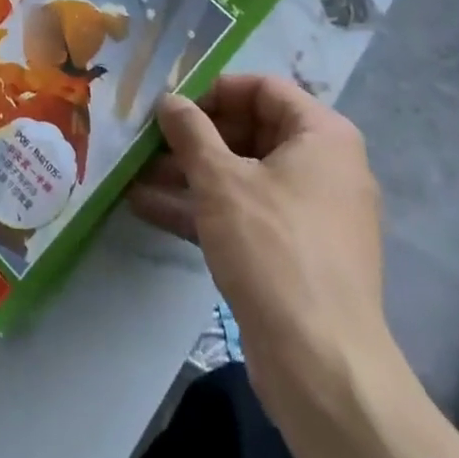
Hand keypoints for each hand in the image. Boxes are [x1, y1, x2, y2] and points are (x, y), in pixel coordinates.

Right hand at [129, 76, 394, 407]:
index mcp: (322, 135)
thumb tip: (168, 99)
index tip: (171, 104)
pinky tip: (148, 207)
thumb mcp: (221, 179)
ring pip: (241, 176)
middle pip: (249, 131)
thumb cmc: (274, 248)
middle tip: (146, 139)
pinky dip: (203, 209)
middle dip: (193, 137)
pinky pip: (244, 215)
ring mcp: (309, 214)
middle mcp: (323, 167)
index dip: (213, 89)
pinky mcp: (293, 255)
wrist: (322, 368)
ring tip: (134, 172)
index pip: (262, 89)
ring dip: (188, 173)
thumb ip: (190, 130)